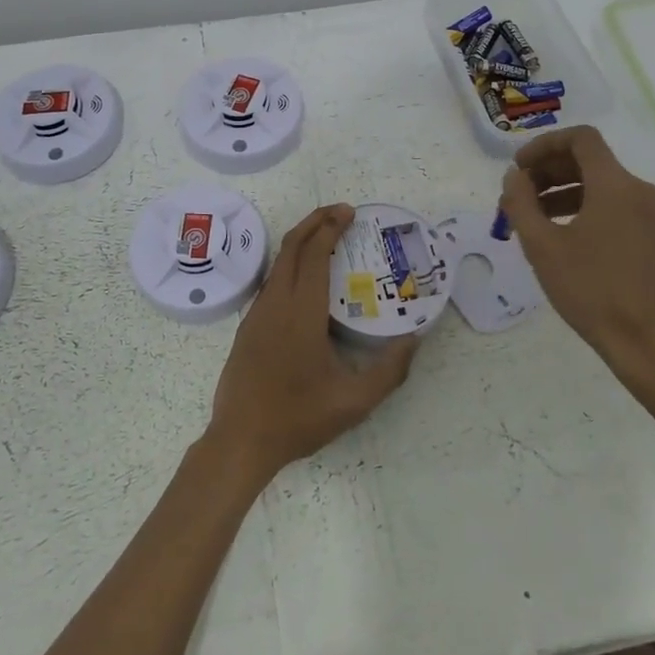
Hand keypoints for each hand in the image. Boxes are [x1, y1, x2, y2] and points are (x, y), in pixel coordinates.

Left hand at [203, 204, 416, 486]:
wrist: (240, 441)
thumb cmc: (298, 418)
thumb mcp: (355, 402)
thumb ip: (390, 370)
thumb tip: (414, 338)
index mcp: (301, 312)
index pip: (314, 254)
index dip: (331, 227)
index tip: (350, 213)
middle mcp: (275, 303)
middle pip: (291, 246)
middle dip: (315, 221)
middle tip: (341, 213)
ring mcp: (256, 314)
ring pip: (278, 263)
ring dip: (301, 242)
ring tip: (328, 239)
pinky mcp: (247, 327)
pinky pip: (271, 282)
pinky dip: (290, 265)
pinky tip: (306, 281)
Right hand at [498, 126, 654, 398]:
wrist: (644, 340)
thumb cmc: (590, 290)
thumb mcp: (542, 246)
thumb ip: (521, 203)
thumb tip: (514, 177)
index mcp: (616, 185)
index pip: (580, 138)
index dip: (544, 145)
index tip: (519, 167)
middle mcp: (639, 190)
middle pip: (589, 159)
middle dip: (548, 170)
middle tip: (517, 194)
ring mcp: (649, 212)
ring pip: (600, 183)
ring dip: (561, 190)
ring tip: (529, 216)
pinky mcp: (651, 233)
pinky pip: (612, 204)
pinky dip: (582, 206)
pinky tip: (557, 232)